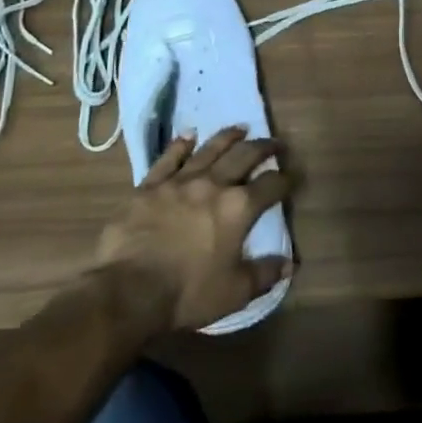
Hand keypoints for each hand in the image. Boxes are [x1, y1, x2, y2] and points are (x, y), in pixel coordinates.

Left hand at [96, 126, 294, 332]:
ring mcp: (179, 182)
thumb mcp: (235, 292)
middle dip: (264, 148)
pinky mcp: (149, 186)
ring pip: (209, 150)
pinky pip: (169, 159)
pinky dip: (181, 145)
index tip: (294, 176)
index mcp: (239, 208)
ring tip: (241, 129)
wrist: (127, 292)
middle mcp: (214, 185)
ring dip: (228, 137)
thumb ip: (264, 274)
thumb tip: (289, 265)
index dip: (286, 179)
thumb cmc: (187, 293)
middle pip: (244, 156)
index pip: (272, 185)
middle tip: (275, 143)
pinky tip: (188, 136)